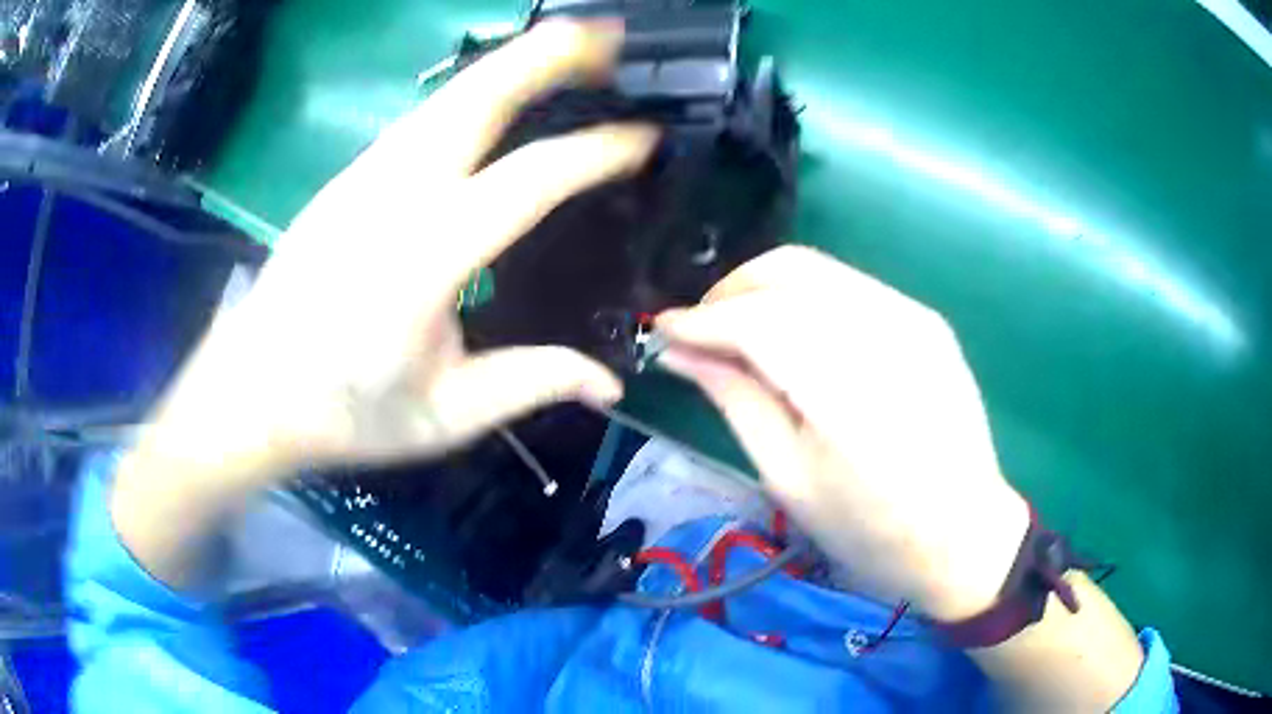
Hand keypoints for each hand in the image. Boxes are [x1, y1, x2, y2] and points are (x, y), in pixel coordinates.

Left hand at [142, 21, 657, 481]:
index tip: (645, 138)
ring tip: (569, 46)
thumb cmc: (341, 412)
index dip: (594, 152)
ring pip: (448, 96)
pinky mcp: (349, 177)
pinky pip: (424, 116)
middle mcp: (391, 195)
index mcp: (422, 260)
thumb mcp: (442, 418)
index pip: (527, 181)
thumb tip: (609, 381)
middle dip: (548, 56)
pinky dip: (475, 90)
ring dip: (513, 61)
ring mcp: (363, 177)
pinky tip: (501, 93)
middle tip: (610, 37)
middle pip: (478, 98)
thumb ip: (527, 384)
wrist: (249, 392)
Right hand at [657, 246, 1029, 619]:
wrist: (964, 536)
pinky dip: (806, 297)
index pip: (758, 322)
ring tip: (737, 331)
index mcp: (848, 391)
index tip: (662, 329)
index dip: (702, 320)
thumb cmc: (870, 531)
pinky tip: (792, 334)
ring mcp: (914, 319)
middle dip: (730, 290)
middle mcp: (887, 334)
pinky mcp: (927, 320)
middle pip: (789, 272)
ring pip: (819, 270)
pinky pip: (850, 287)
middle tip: (699, 331)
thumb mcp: (789, 479)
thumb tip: (678, 353)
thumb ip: (735, 400)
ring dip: (765, 289)